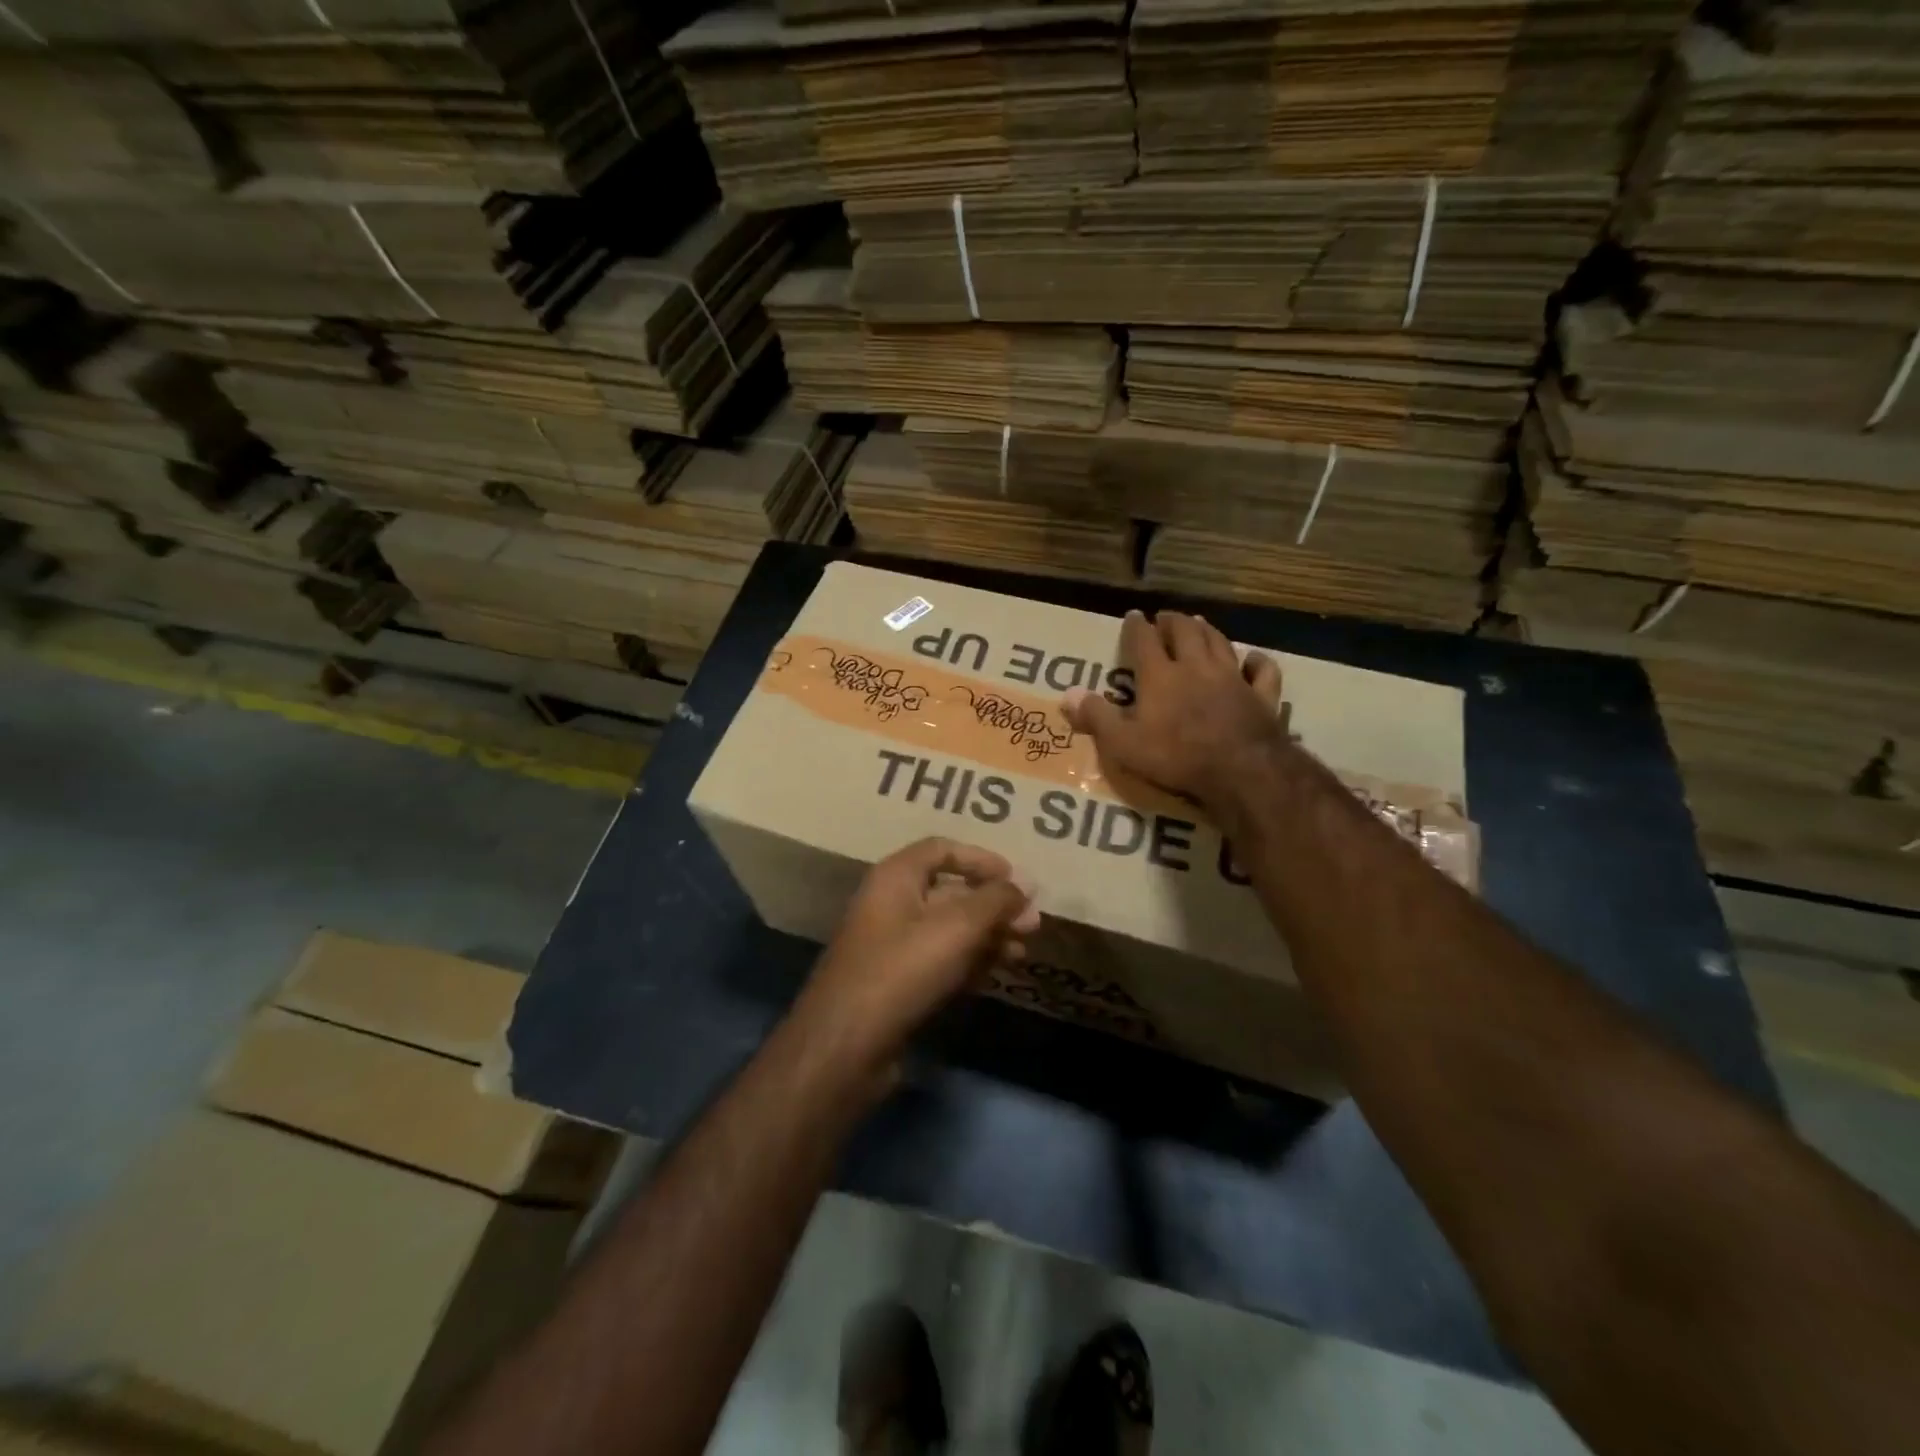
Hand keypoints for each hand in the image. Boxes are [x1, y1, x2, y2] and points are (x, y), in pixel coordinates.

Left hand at [793, 838, 1039, 1089]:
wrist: (845, 1046)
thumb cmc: (902, 971)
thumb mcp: (957, 928)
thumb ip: (995, 901)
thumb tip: (1027, 883)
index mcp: (896, 877)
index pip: (942, 849)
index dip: (981, 859)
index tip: (1017, 879)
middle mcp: (891, 904)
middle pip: (950, 891)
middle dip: (993, 905)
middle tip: (1032, 924)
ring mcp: (892, 945)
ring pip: (949, 929)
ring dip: (987, 936)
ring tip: (1022, 953)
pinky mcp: (897, 983)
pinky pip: (940, 960)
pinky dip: (969, 962)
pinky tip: (997, 974)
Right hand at [1062, 610, 1284, 823]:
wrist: (1240, 770)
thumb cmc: (1176, 757)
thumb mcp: (1123, 744)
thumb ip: (1096, 717)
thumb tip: (1066, 694)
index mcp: (1160, 676)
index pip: (1144, 641)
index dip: (1137, 626)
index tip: (1133, 615)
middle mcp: (1196, 667)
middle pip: (1185, 632)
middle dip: (1173, 621)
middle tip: (1166, 617)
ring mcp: (1233, 678)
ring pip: (1220, 643)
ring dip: (1207, 630)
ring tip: (1200, 623)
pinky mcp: (1261, 696)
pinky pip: (1262, 671)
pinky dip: (1257, 661)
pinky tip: (1253, 658)